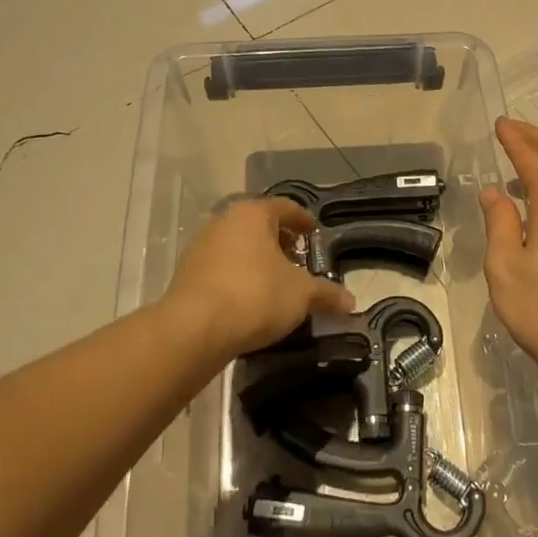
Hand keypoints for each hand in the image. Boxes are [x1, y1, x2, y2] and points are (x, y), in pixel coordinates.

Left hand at [161, 198, 353, 362]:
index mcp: (253, 214)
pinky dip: (237, 274)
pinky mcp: (186, 272)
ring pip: (237, 245)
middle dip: (280, 240)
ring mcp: (200, 245)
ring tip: (274, 281)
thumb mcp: (301, 295)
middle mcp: (224, 220)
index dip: (303, 220)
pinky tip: (249, 297)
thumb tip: (351, 302)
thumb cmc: (255, 296)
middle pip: (259, 224)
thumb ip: (326, 294)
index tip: (314, 232)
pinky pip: (221, 266)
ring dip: (257, 258)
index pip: (286, 207)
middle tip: (297, 258)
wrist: (193, 329)